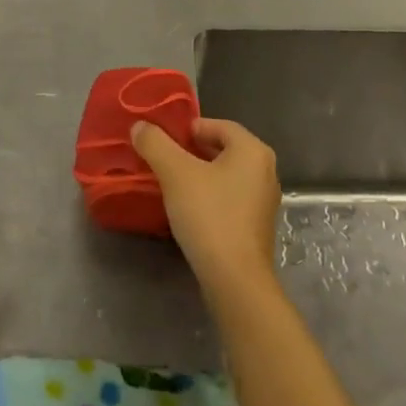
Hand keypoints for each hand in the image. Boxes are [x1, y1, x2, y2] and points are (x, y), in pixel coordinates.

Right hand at [131, 117, 280, 294]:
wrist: (235, 279)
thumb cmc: (209, 215)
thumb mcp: (175, 173)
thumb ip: (155, 144)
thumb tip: (140, 126)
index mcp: (253, 150)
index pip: (219, 125)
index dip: (190, 128)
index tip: (165, 140)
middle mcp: (265, 171)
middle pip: (224, 149)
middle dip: (192, 152)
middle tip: (164, 160)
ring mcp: (264, 201)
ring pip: (227, 176)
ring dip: (200, 175)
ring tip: (172, 184)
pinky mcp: (257, 226)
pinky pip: (230, 199)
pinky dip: (210, 197)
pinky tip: (189, 210)